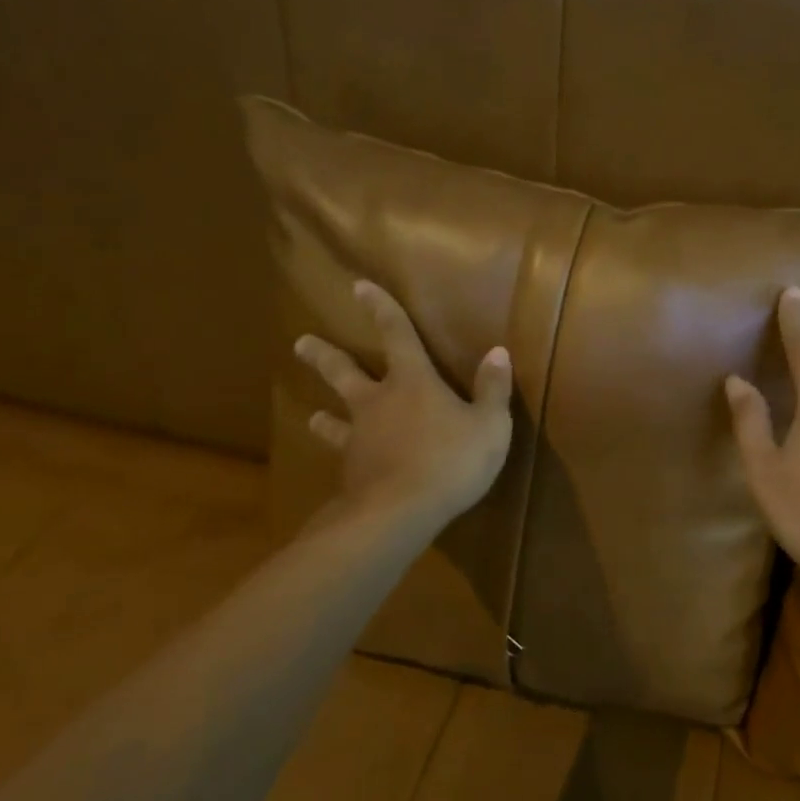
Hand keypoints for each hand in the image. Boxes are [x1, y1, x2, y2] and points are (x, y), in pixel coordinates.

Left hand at [293, 281, 513, 533]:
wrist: (400, 513)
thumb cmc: (451, 460)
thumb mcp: (489, 425)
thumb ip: (493, 389)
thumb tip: (498, 352)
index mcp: (413, 383)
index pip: (397, 335)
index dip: (381, 309)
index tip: (358, 287)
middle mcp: (378, 402)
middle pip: (346, 373)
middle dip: (325, 356)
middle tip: (301, 343)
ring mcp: (360, 438)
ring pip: (336, 419)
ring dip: (325, 416)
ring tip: (312, 415)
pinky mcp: (352, 472)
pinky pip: (344, 456)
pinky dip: (342, 455)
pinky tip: (342, 465)